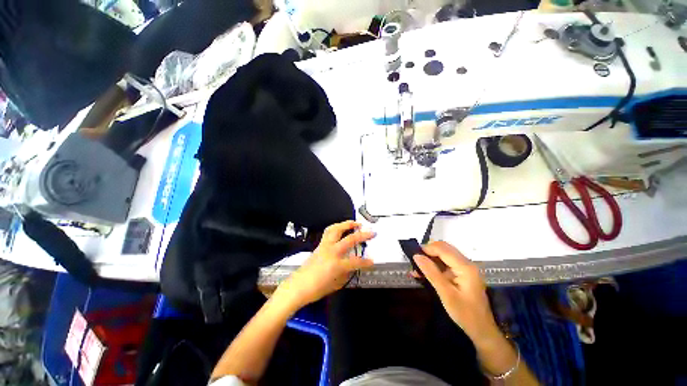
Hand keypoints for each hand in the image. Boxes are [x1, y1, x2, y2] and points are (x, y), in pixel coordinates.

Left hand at [275, 221, 374, 309]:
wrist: (298, 286)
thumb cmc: (317, 289)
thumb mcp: (336, 285)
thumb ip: (347, 273)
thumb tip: (353, 265)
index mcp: (337, 265)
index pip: (356, 262)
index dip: (366, 262)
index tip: (372, 261)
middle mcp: (332, 252)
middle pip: (349, 239)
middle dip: (362, 235)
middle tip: (371, 232)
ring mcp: (324, 246)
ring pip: (336, 229)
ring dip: (347, 224)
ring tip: (355, 223)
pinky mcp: (319, 245)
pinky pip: (329, 232)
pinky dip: (337, 227)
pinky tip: (341, 228)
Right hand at [413, 241, 500, 344]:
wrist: (482, 330)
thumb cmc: (465, 314)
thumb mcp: (445, 294)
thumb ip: (431, 272)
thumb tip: (416, 256)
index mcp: (465, 267)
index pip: (443, 249)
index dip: (427, 249)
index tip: (413, 256)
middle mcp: (467, 263)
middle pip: (444, 248)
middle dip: (428, 252)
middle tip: (415, 261)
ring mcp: (465, 268)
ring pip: (444, 255)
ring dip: (430, 258)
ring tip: (417, 268)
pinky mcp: (463, 273)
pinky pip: (446, 263)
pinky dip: (435, 265)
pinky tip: (424, 273)